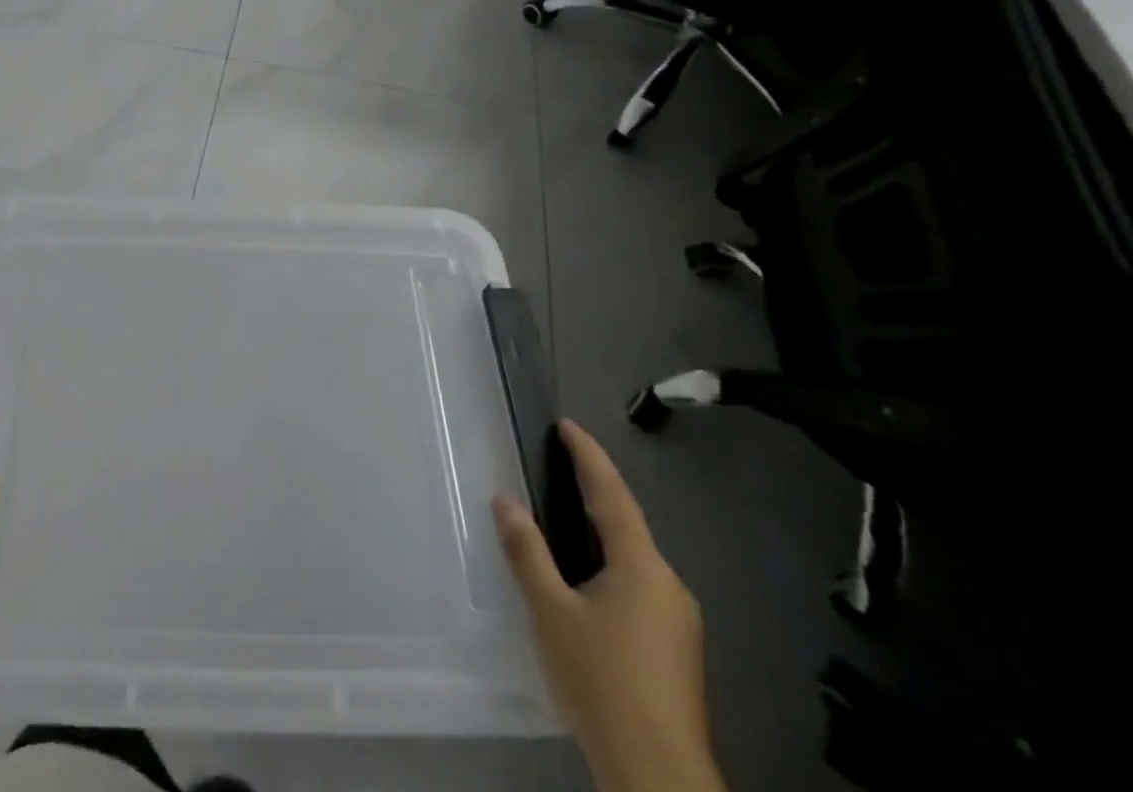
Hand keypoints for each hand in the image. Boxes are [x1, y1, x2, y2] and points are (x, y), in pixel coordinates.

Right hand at [494, 421, 722, 791]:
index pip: (612, 494)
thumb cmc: (601, 679)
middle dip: (595, 492)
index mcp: (641, 567)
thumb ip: (527, 552)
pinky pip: (638, 585)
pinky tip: (587, 579)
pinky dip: (610, 564)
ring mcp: (678, 620)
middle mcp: (668, 584)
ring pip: (634, 558)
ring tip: (566, 515)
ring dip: (602, 531)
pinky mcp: (676, 649)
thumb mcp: (550, 612)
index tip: (568, 426)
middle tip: (560, 465)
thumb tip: (505, 501)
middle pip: (627, 524)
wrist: (657, 775)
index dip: (588, 456)